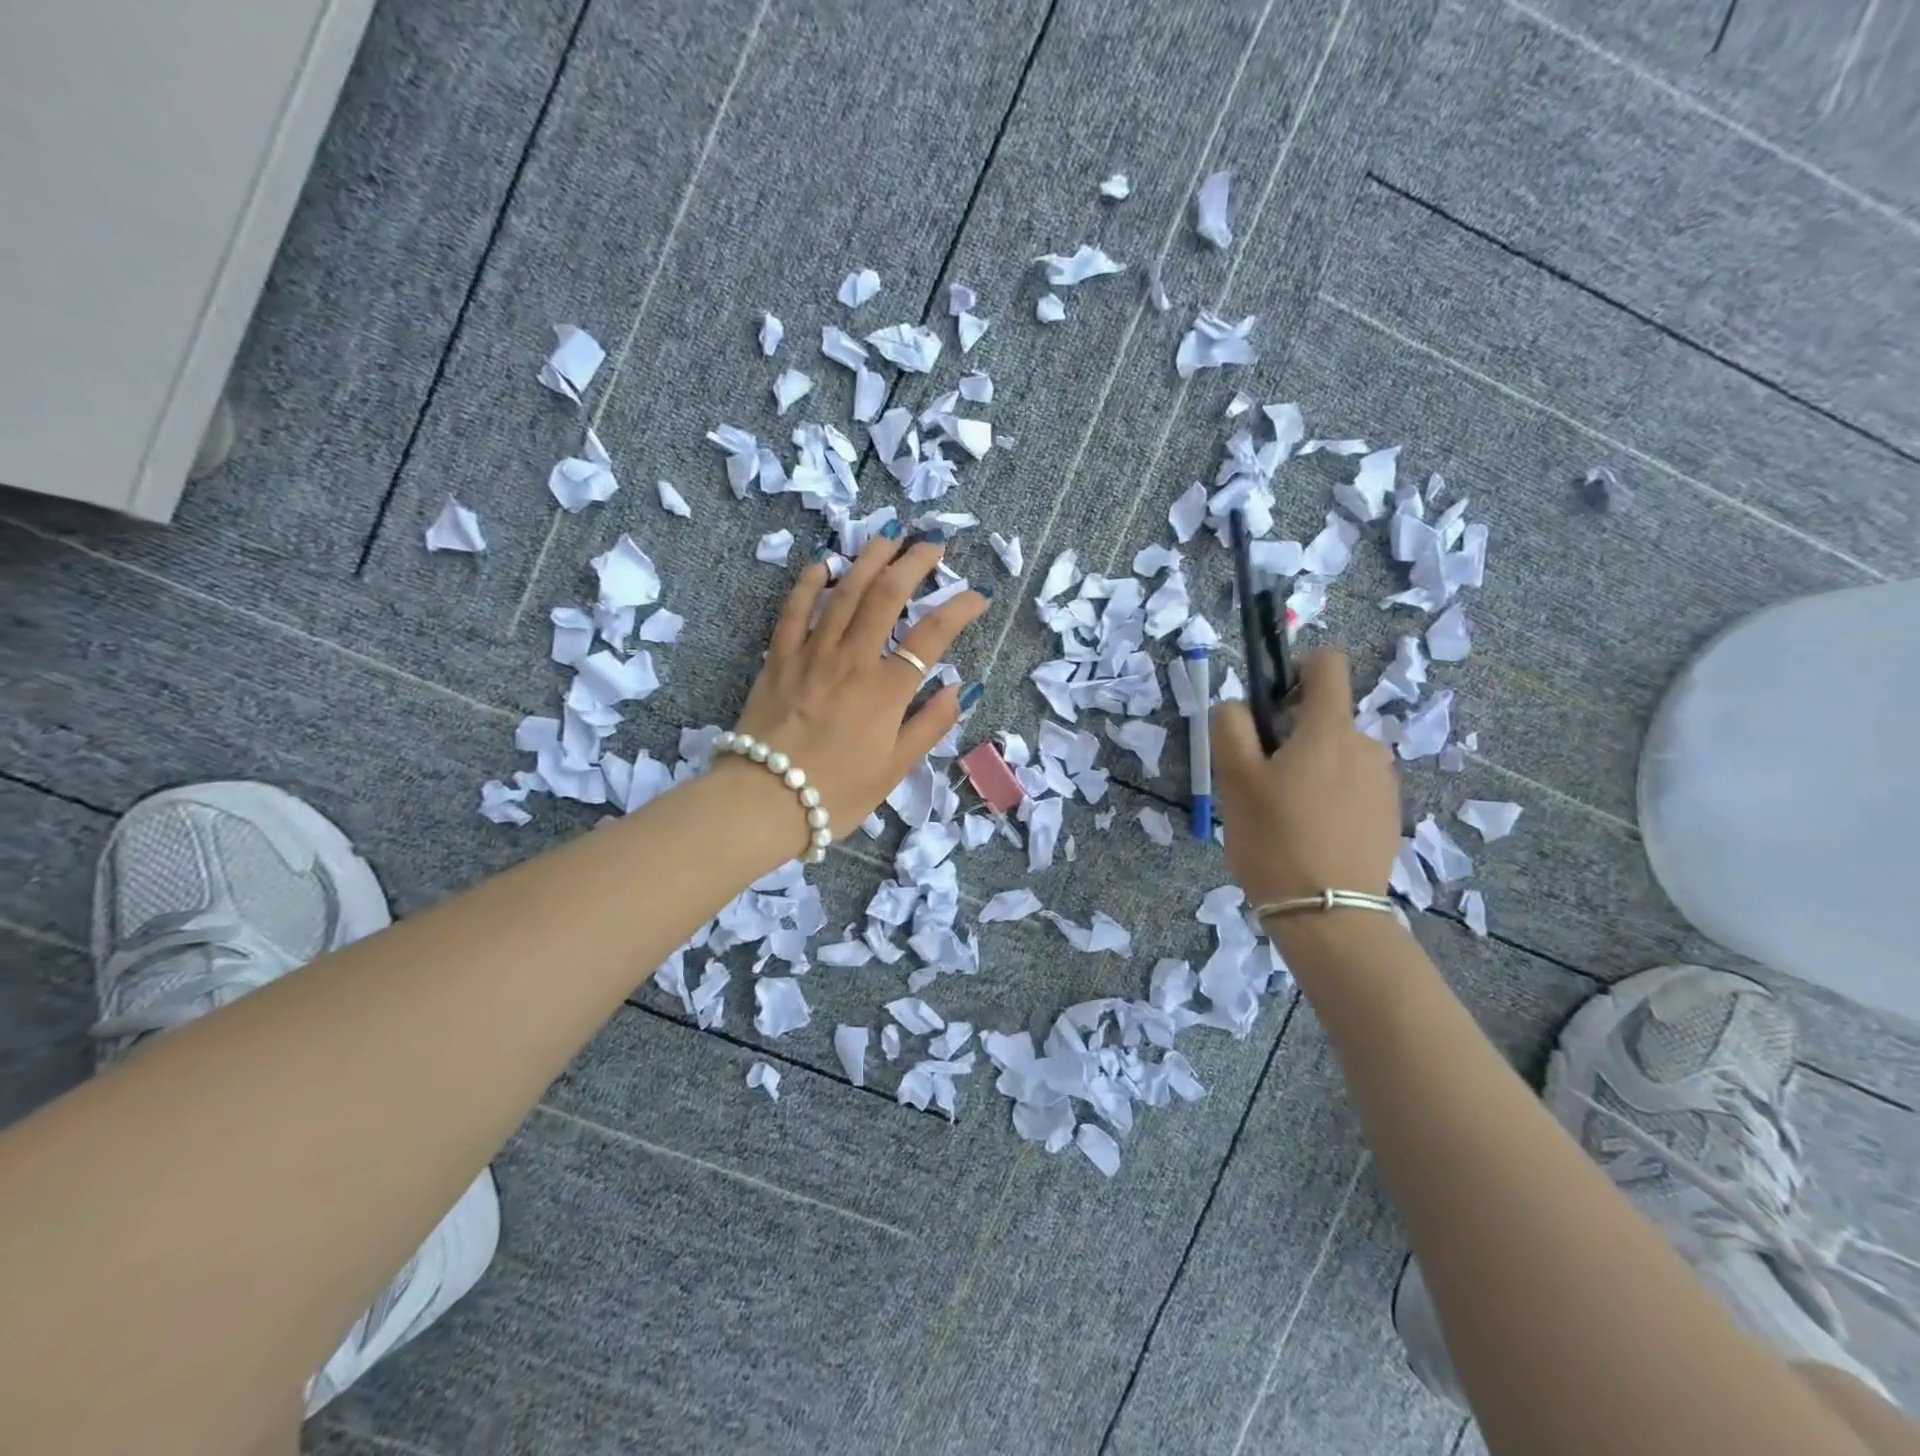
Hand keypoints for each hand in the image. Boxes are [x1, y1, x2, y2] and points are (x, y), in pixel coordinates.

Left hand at [727, 530, 987, 836]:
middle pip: (887, 595)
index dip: (961, 608)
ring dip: (868, 559)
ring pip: (844, 591)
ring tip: (888, 537)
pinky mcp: (778, 657)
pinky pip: (794, 609)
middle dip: (914, 563)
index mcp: (887, 689)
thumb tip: (962, 687)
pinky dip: (809, 582)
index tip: (978, 595)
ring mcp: (812, 653)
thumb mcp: (895, 769)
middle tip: (932, 545)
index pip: (933, 635)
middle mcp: (852, 659)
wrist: (764, 801)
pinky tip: (822, 563)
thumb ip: (931, 724)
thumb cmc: (837, 792)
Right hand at [1211, 647, 1400, 908]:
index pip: (1328, 663)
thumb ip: (1231, 727)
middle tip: (1262, 780)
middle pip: (1324, 717)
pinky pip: (1352, 785)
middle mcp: (1366, 745)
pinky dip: (1329, 795)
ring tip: (1285, 813)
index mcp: (1329, 729)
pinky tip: (1310, 833)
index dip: (1297, 667)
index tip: (1271, 704)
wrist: (1328, 913)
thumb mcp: (1233, 779)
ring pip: (1336, 754)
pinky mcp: (1389, 814)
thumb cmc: (1274, 838)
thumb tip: (1240, 707)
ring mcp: (1383, 781)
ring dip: (1310, 767)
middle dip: (1291, 734)